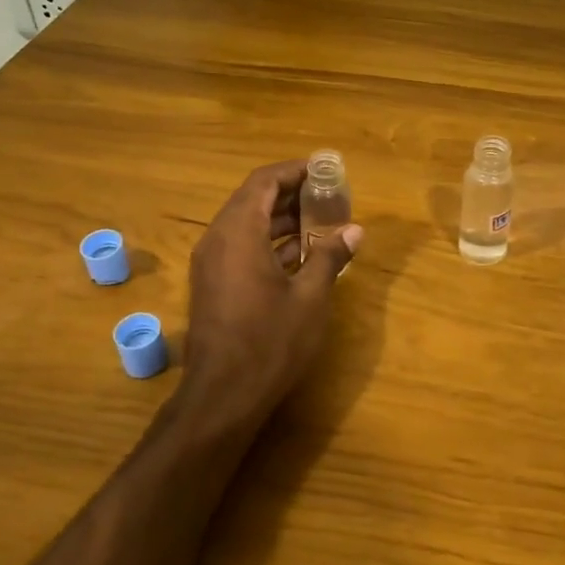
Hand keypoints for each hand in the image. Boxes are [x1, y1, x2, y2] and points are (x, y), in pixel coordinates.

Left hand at [181, 160, 362, 427]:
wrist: (223, 394)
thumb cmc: (270, 341)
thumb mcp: (310, 297)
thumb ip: (330, 257)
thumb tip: (354, 230)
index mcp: (238, 232)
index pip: (263, 181)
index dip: (294, 171)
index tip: (325, 170)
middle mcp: (217, 239)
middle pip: (253, 199)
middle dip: (291, 195)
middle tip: (328, 196)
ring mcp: (211, 263)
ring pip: (246, 225)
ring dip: (281, 220)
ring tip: (321, 223)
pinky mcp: (212, 284)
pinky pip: (240, 247)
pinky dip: (268, 243)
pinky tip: (300, 255)